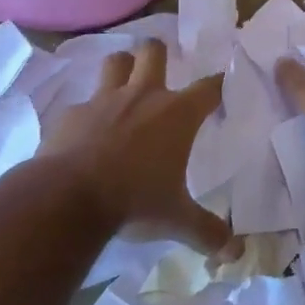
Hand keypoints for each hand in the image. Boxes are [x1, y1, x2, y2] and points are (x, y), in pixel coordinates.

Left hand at [42, 40, 231, 253]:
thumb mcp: (176, 220)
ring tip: (124, 87)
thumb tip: (236, 252)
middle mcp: (142, 96)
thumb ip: (207, 232)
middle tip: (161, 72)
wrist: (67, 199)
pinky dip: (87, 115)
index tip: (221, 87)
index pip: (209, 87)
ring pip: (115, 62)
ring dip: (122, 69)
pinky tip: (85, 134)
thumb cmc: (133, 201)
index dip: (218, 85)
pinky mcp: (71, 114)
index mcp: (176, 114)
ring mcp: (103, 100)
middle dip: (159, 54)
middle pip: (154, 51)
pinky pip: (82, 104)